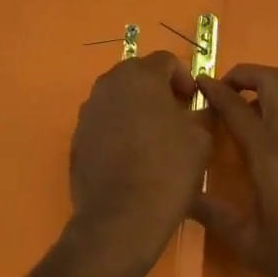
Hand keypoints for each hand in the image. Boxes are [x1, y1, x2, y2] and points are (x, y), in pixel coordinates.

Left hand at [69, 51, 210, 259]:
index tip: (192, 103)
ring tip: (152, 139)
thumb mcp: (200, 138)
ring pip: (118, 97)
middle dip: (157, 91)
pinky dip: (118, 129)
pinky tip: (130, 157)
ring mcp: (88, 109)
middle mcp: (108, 83)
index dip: (183, 78)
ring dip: (136, 109)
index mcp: (140, 75)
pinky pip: (103, 121)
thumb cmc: (167, 169)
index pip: (166, 60)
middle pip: (138, 75)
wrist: (120, 216)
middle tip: (175, 118)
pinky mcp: (77, 135)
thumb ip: (199, 112)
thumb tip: (195, 107)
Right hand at [193, 64, 277, 276]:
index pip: (235, 104)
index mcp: (270, 151)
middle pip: (271, 79)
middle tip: (222, 93)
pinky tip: (268, 147)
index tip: (196, 83)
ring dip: (263, 93)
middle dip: (243, 75)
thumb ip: (212, 214)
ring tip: (241, 119)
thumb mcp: (248, 243)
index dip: (213, 89)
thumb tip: (181, 195)